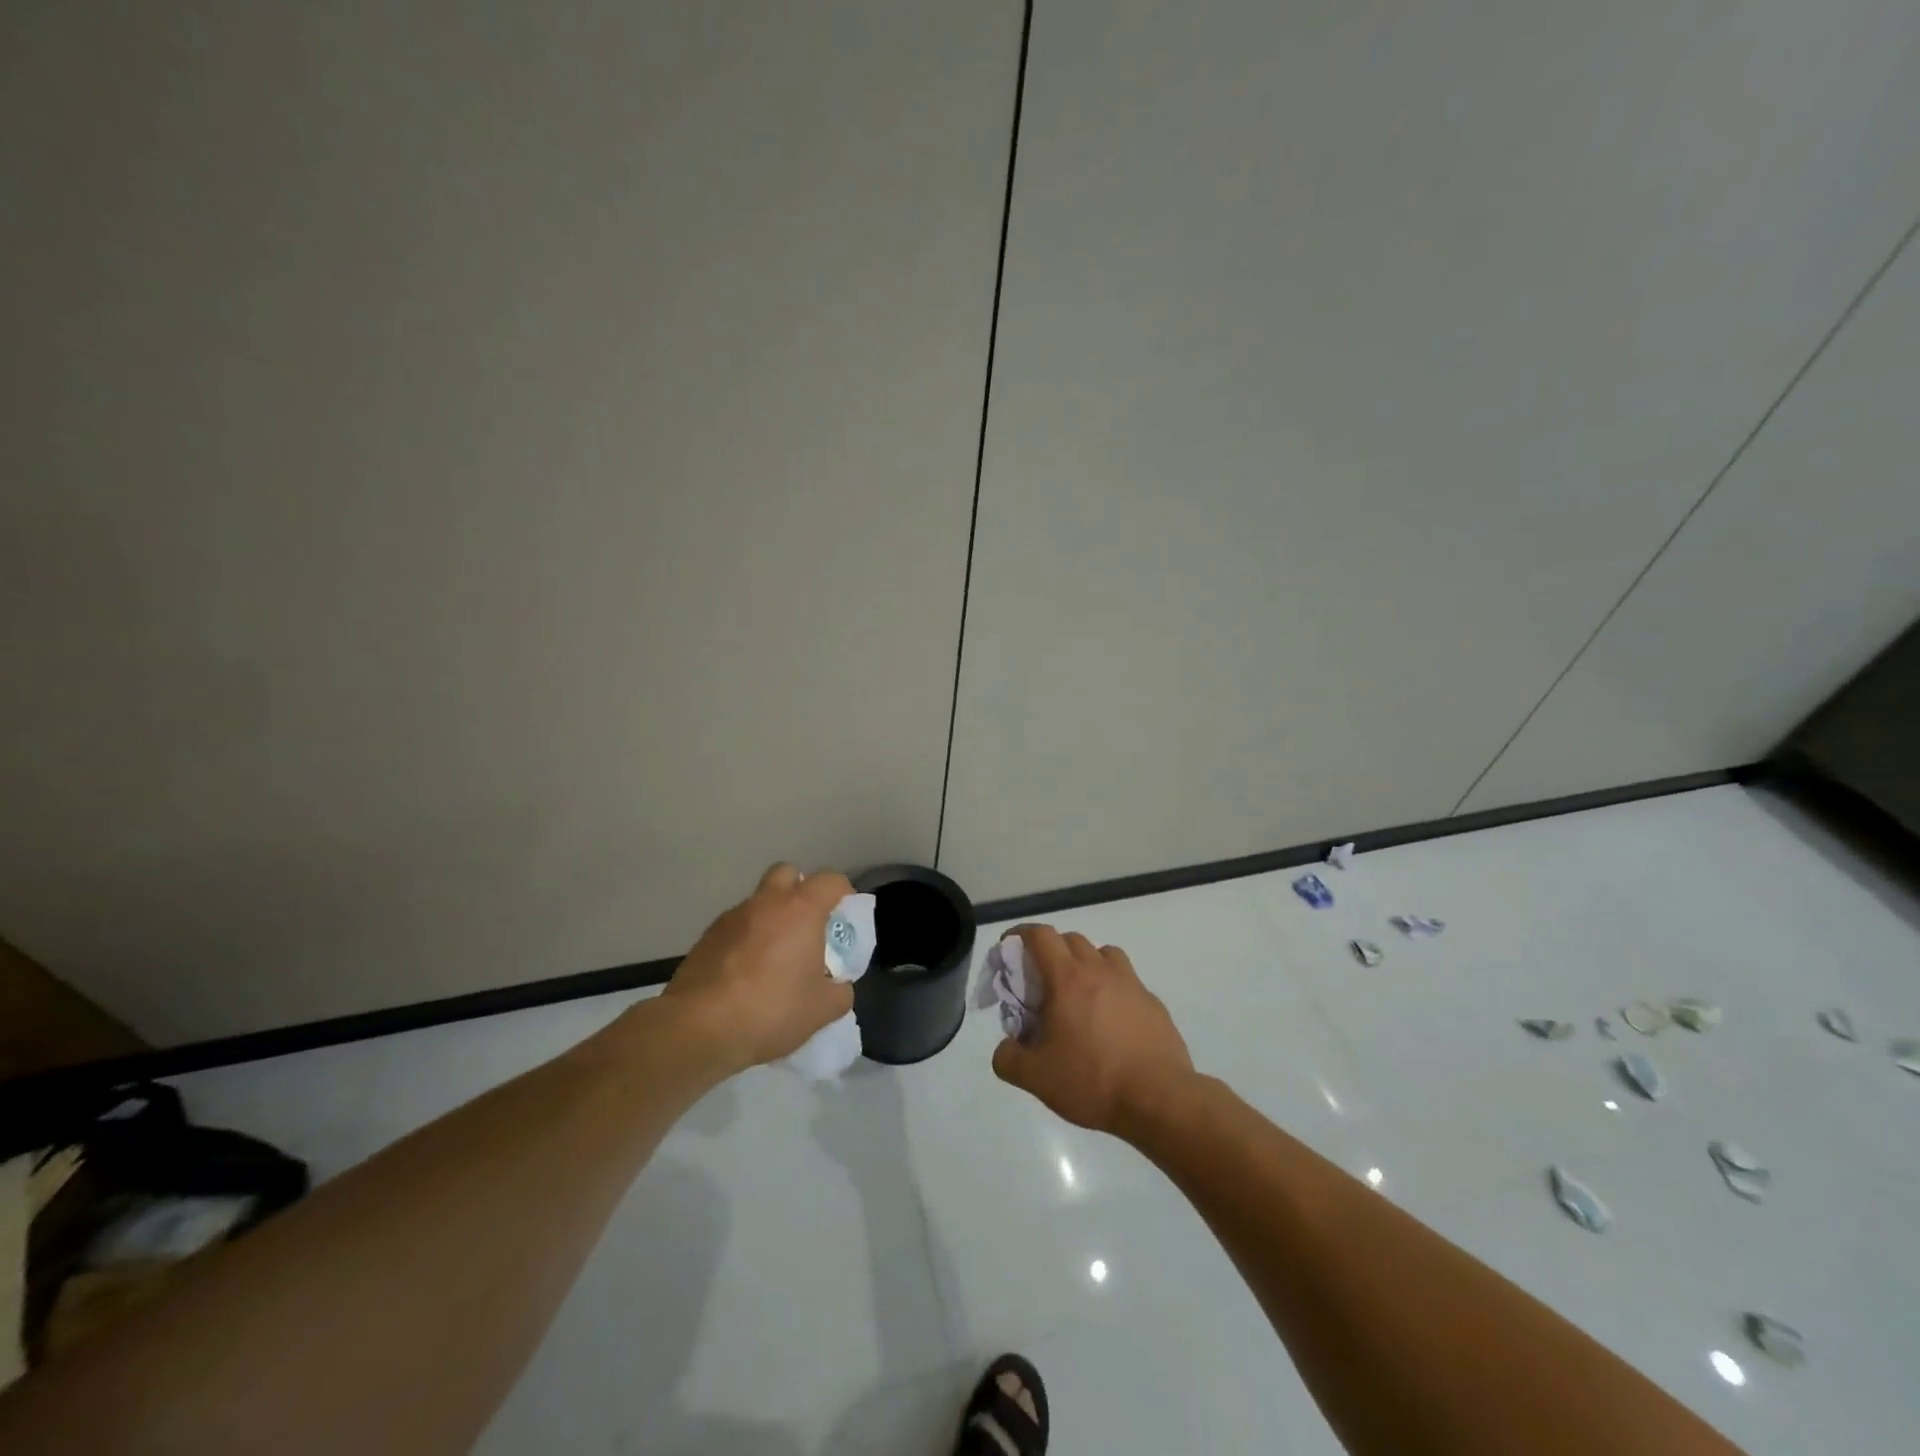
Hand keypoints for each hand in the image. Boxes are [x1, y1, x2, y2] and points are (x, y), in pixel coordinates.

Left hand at [662, 863, 856, 1072]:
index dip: (843, 894)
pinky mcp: (705, 938)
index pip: (831, 880)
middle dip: (800, 891)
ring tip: (774, 959)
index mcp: (801, 909)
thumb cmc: (771, 1010)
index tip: (844, 918)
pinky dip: (746, 940)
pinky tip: (745, 976)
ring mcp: (731, 918)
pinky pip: (736, 928)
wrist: (698, 1029)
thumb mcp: (823, 1009)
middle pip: (788, 874)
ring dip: (771, 918)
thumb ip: (840, 991)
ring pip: (758, 902)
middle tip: (807, 926)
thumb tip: (837, 985)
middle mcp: (766, 902)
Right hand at [990, 925, 1194, 1136]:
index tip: (1009, 949)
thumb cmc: (1092, 1080)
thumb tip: (1005, 1047)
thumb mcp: (1036, 1078)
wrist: (1159, 1100)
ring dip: (1085, 963)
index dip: (1020, 935)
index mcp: (1068, 979)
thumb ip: (1008, 1058)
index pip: (1041, 935)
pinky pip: (1127, 981)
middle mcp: (1100, 970)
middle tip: (1041, 982)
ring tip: (1078, 995)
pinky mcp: (1153, 1004)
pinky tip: (1110, 1022)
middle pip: (1071, 939)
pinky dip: (1112, 989)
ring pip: (1103, 954)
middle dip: (1051, 951)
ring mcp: (1131, 984)